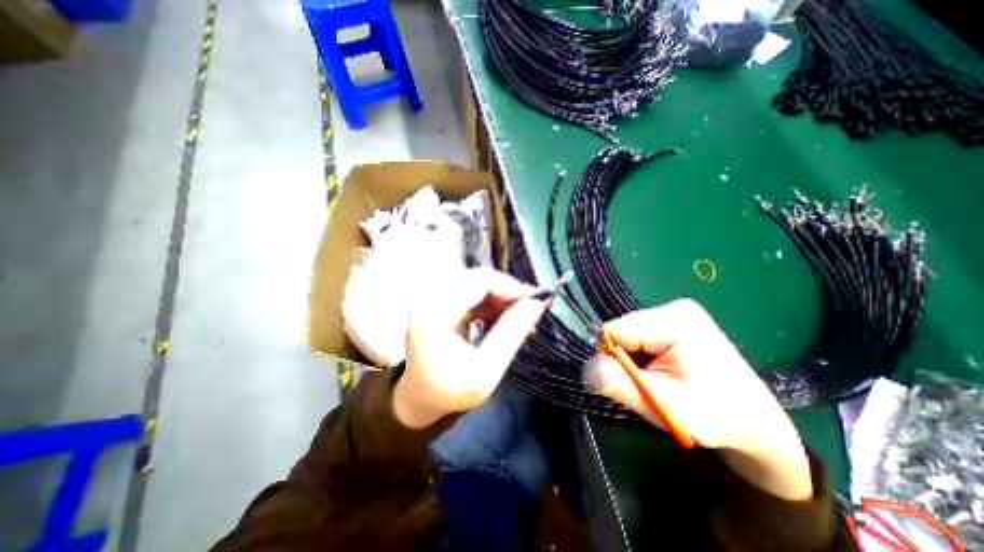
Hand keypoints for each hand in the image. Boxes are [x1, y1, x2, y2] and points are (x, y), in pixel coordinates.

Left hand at [392, 269, 545, 428]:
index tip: (535, 303)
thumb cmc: (448, 390)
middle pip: (480, 279)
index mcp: (432, 310)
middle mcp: (433, 295)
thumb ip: (511, 335)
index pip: (478, 281)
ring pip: (482, 286)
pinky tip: (508, 321)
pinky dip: (496, 306)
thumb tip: (537, 305)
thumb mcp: (484, 371)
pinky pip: (478, 294)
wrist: (422, 395)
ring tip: (524, 321)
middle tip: (532, 312)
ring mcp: (439, 296)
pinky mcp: (447, 301)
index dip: (509, 288)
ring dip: (505, 301)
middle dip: (509, 295)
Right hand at [583, 299, 814, 501]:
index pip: (614, 330)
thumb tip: (585, 370)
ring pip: (626, 334)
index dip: (610, 358)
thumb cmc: (716, 416)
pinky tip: (659, 371)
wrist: (755, 423)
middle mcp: (673, 308)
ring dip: (631, 360)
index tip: (628, 383)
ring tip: (656, 381)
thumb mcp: (666, 406)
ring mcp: (674, 312)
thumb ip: (623, 385)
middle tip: (648, 386)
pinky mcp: (672, 321)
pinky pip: (637, 336)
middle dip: (623, 360)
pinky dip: (639, 356)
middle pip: (620, 330)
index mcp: (674, 320)